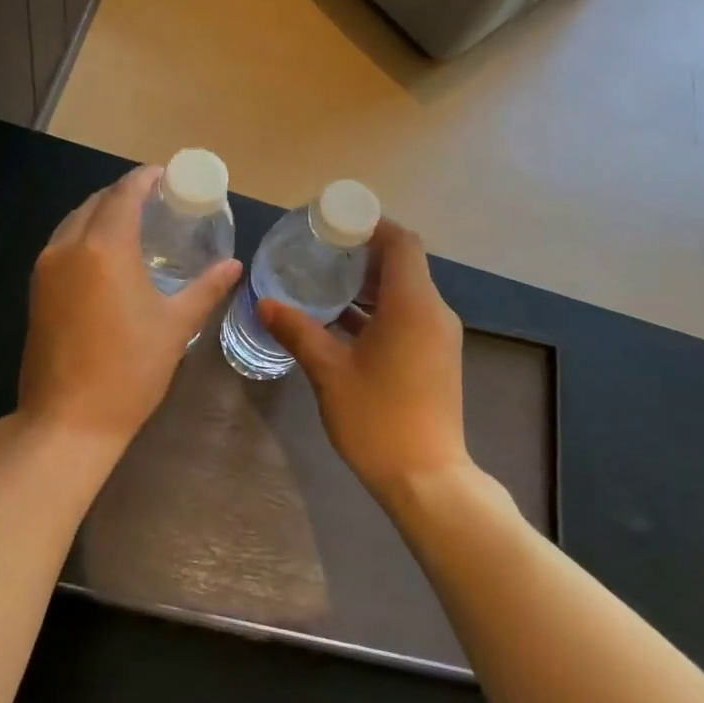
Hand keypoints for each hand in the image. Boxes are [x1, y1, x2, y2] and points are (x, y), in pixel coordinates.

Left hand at [18, 165, 241, 447]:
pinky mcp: (36, 290)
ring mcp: (45, 268)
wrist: (68, 420)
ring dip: (102, 213)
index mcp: (104, 248)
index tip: (166, 176)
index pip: (124, 194)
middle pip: (96, 202)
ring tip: (134, 224)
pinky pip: (62, 244)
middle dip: (125, 194)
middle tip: (157, 202)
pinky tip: (106, 255)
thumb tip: (233, 265)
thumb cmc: (129, 371)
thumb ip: (205, 289)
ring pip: (74, 221)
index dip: (145, 179)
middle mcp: (68, 247)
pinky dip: (85, 236)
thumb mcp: (175, 326)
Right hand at [260, 220, 468, 495]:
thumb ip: (298, 331)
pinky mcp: (435, 357)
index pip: (401, 242)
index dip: (371, 226)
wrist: (426, 478)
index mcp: (412, 305)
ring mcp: (438, 336)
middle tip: (319, 252)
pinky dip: (378, 310)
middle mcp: (433, 312)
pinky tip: (341, 323)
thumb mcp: (329, 372)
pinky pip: (408, 316)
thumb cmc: (377, 418)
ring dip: (368, 285)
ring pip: (405, 292)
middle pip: (403, 264)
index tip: (334, 224)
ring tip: (324, 283)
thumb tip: (265, 303)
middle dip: (363, 254)